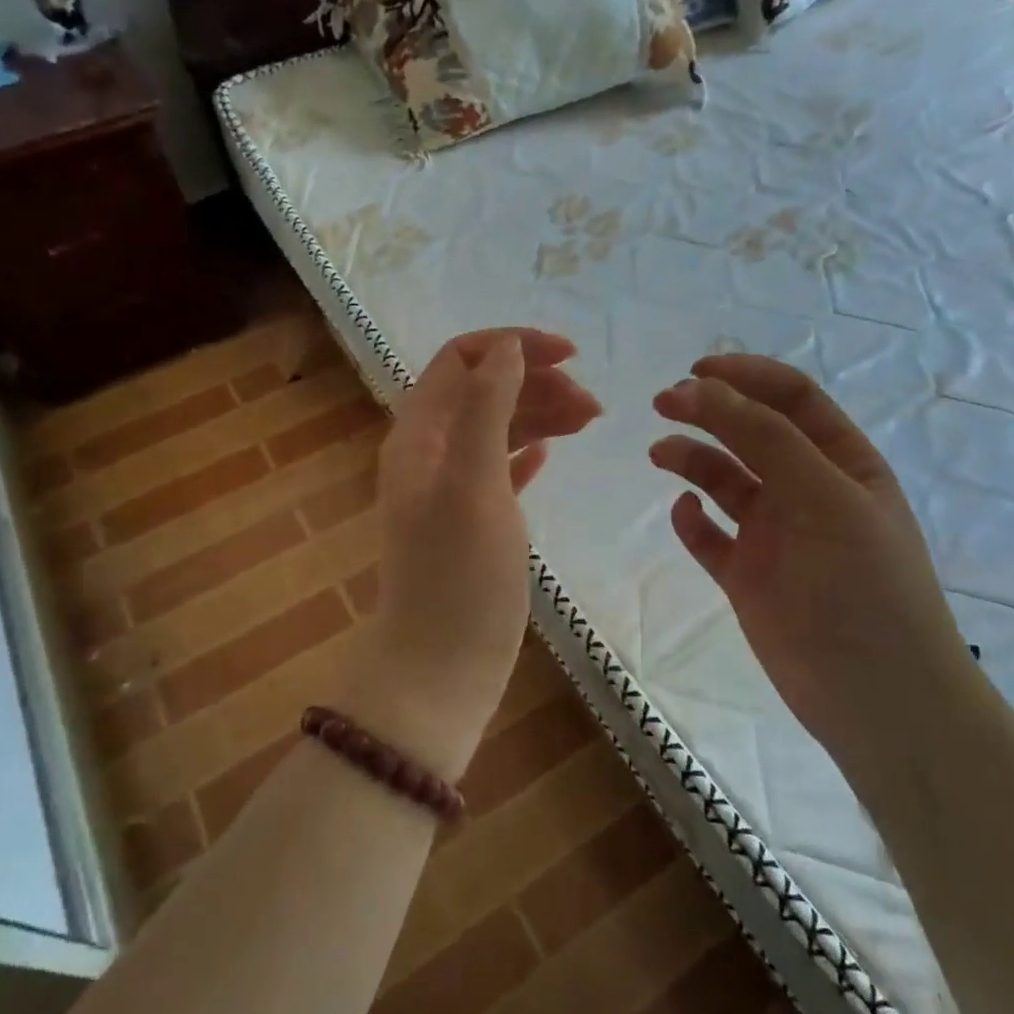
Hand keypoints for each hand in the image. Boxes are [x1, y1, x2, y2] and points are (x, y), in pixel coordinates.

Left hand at [353, 329, 599, 776]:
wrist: (440, 668)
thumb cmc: (459, 574)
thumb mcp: (474, 482)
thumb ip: (487, 408)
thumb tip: (507, 347)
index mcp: (419, 434)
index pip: (460, 359)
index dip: (512, 345)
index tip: (570, 356)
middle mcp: (429, 453)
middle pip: (483, 390)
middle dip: (537, 382)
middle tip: (593, 405)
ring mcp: (449, 489)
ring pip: (497, 427)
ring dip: (541, 414)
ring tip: (591, 420)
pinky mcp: (471, 521)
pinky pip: (501, 467)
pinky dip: (528, 451)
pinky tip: (554, 453)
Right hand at [650, 355, 971, 747]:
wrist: (878, 699)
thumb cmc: (865, 586)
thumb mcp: (825, 498)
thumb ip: (765, 438)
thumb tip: (701, 388)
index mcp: (842, 463)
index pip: (792, 399)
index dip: (746, 377)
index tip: (697, 371)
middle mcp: (807, 491)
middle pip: (751, 433)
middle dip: (710, 411)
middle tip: (664, 402)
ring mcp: (775, 535)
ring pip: (725, 481)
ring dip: (692, 459)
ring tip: (660, 453)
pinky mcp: (747, 576)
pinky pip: (710, 536)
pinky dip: (692, 520)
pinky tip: (684, 513)